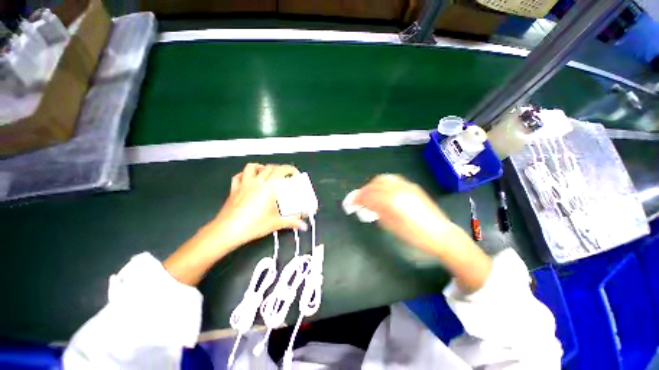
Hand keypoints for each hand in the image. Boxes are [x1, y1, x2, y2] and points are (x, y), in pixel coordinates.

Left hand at [208, 163, 307, 251]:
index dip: (289, 169)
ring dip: (261, 167)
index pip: (281, 171)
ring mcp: (243, 184)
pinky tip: (248, 178)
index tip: (294, 173)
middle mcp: (256, 182)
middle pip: (269, 168)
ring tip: (267, 172)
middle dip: (279, 169)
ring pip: (252, 167)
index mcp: (268, 188)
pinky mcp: (234, 190)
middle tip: (284, 175)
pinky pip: (238, 176)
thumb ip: (291, 222)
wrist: (227, 231)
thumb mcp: (275, 223)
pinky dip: (245, 174)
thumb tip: (303, 225)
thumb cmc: (252, 225)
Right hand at [352, 174, 452, 253]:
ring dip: (372, 185)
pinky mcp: (412, 186)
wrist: (440, 234)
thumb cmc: (414, 236)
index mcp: (391, 201)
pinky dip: (383, 183)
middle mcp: (398, 189)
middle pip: (374, 184)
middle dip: (363, 191)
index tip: (350, 203)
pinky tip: (382, 191)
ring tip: (369, 194)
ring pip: (383, 178)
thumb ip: (376, 212)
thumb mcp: (391, 226)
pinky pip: (392, 179)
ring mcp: (406, 185)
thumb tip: (366, 205)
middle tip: (359, 199)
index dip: (357, 198)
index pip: (368, 195)